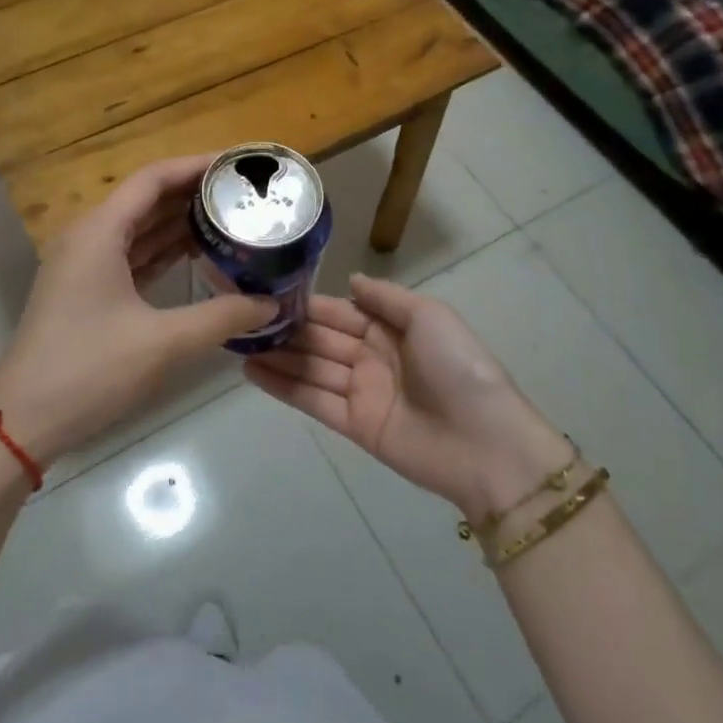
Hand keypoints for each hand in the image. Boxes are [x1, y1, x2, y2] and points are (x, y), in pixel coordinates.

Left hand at [0, 154, 274, 466]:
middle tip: (243, 194)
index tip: (237, 165)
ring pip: (138, 229)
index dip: (196, 166)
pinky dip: (163, 252)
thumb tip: (271, 304)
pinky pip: (131, 256)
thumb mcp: (163, 342)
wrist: (23, 421)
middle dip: (193, 193)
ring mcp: (84, 265)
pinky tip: (197, 256)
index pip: (153, 179)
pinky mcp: (86, 291)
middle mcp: (89, 238)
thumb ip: (222, 317)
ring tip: (230, 219)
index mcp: (99, 232)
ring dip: (179, 223)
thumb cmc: (89, 370)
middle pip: (146, 200)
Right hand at [245, 274, 573, 521]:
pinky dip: (283, 387)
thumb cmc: (458, 368)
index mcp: (391, 328)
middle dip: (286, 330)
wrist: (485, 443)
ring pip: (311, 368)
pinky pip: (313, 401)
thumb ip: (386, 297)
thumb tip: (350, 279)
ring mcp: (361, 392)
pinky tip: (252, 372)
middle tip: (242, 318)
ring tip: (237, 343)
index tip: (270, 292)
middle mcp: (372, 356)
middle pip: (321, 339)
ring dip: (277, 357)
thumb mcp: (429, 316)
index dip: (308, 304)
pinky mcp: (354, 425)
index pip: (340, 311)